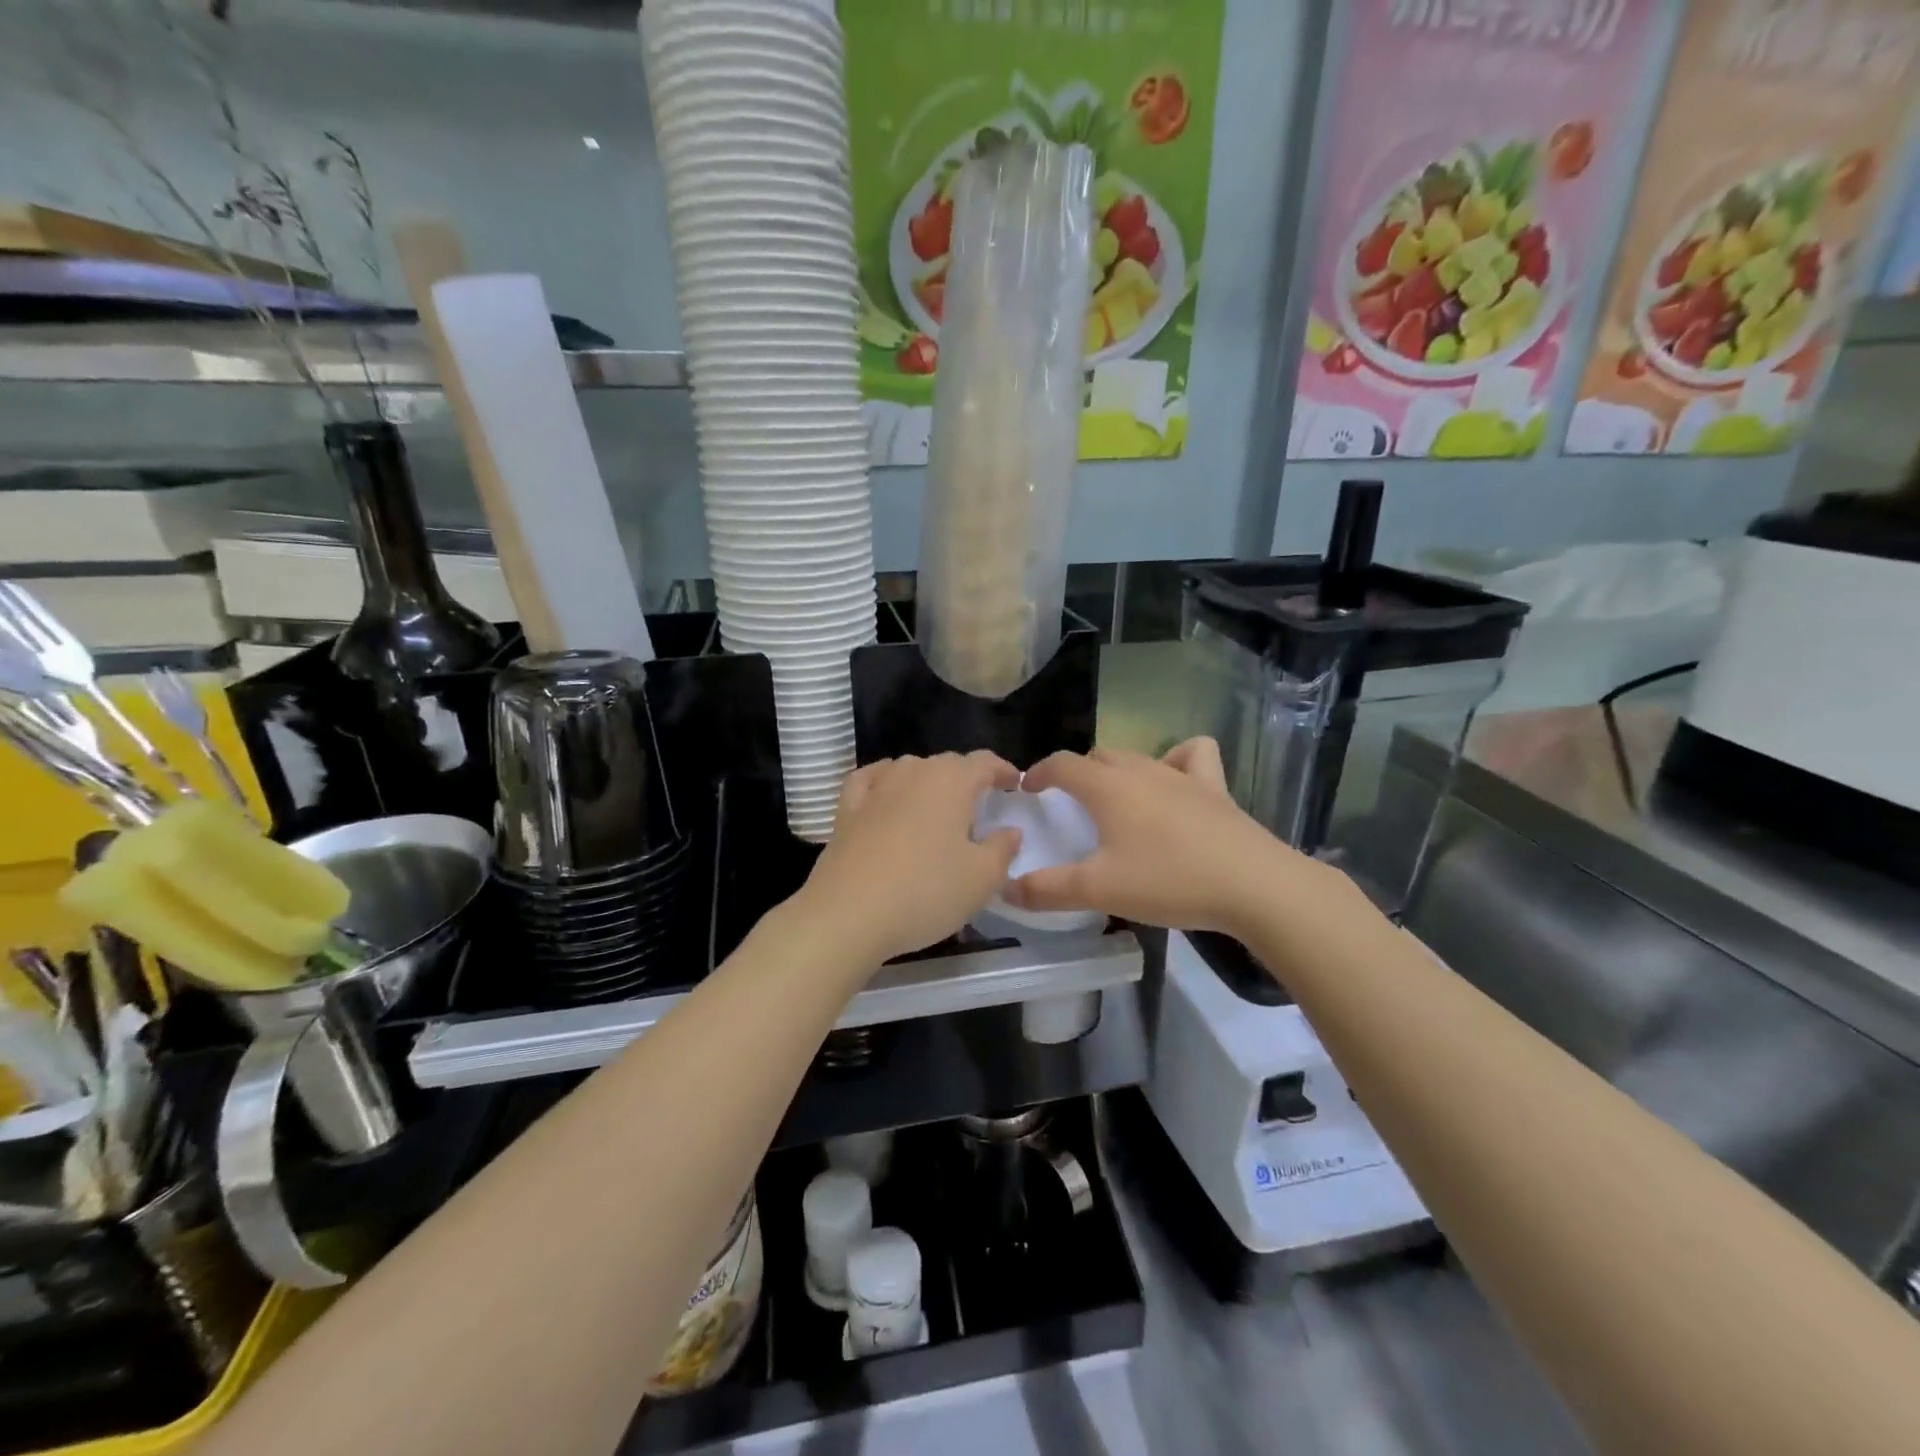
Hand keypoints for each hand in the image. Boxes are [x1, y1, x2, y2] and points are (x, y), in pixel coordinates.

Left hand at [796, 751, 1022, 965]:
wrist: (847, 914)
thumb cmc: (925, 892)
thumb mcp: (981, 879)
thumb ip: (1003, 849)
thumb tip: (1010, 830)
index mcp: (951, 781)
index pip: (984, 762)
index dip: (1002, 770)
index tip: (1014, 786)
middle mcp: (913, 772)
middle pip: (948, 764)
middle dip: (968, 779)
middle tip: (981, 806)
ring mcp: (876, 787)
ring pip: (910, 770)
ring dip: (929, 782)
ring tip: (939, 807)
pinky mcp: (847, 808)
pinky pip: (871, 781)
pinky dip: (885, 781)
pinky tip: (887, 793)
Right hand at [1004, 738, 1319, 934]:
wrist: (1253, 885)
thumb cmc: (1168, 881)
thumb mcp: (1099, 891)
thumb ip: (1047, 890)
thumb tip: (1005, 889)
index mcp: (1107, 788)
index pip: (1062, 764)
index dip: (1039, 772)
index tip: (1027, 788)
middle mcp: (1141, 771)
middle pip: (1098, 757)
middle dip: (1076, 773)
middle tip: (1068, 803)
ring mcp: (1181, 775)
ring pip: (1138, 756)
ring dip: (1118, 769)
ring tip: (1116, 797)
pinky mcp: (1215, 788)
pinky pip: (1192, 756)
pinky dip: (1177, 760)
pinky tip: (1174, 783)